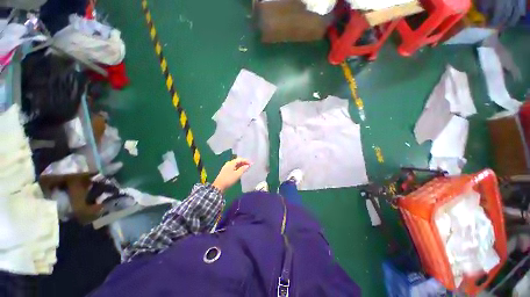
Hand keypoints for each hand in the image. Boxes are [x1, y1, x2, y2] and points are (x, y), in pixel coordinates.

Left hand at [212, 158, 251, 191]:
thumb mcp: (237, 174)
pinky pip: (234, 167)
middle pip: (238, 161)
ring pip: (236, 164)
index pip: (240, 159)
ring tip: (247, 168)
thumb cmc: (229, 179)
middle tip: (250, 165)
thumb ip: (243, 169)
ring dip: (241, 166)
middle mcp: (229, 163)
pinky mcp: (226, 171)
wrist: (219, 186)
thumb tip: (248, 165)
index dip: (246, 161)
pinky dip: (238, 168)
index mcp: (231, 163)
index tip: (252, 163)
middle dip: (244, 163)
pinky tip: (241, 171)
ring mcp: (227, 167)